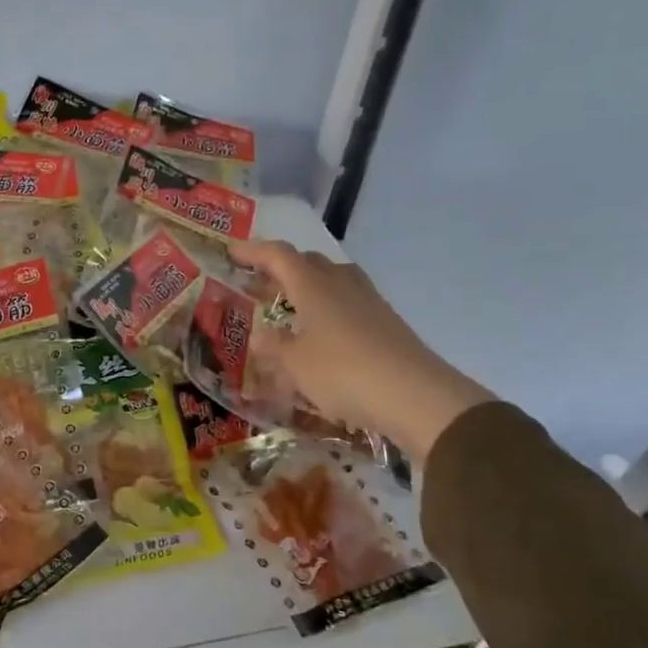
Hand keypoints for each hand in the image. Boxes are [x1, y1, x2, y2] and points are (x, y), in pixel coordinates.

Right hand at [228, 240, 492, 463]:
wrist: (416, 396)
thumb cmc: (344, 373)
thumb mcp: (296, 365)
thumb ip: (274, 347)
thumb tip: (260, 335)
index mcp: (314, 287)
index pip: (279, 256)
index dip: (254, 252)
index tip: (232, 252)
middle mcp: (342, 286)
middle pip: (310, 263)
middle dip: (282, 269)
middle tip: (260, 285)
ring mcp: (369, 303)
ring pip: (333, 281)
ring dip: (308, 288)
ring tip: (291, 309)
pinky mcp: (387, 324)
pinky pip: (350, 305)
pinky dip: (329, 311)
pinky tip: (323, 336)